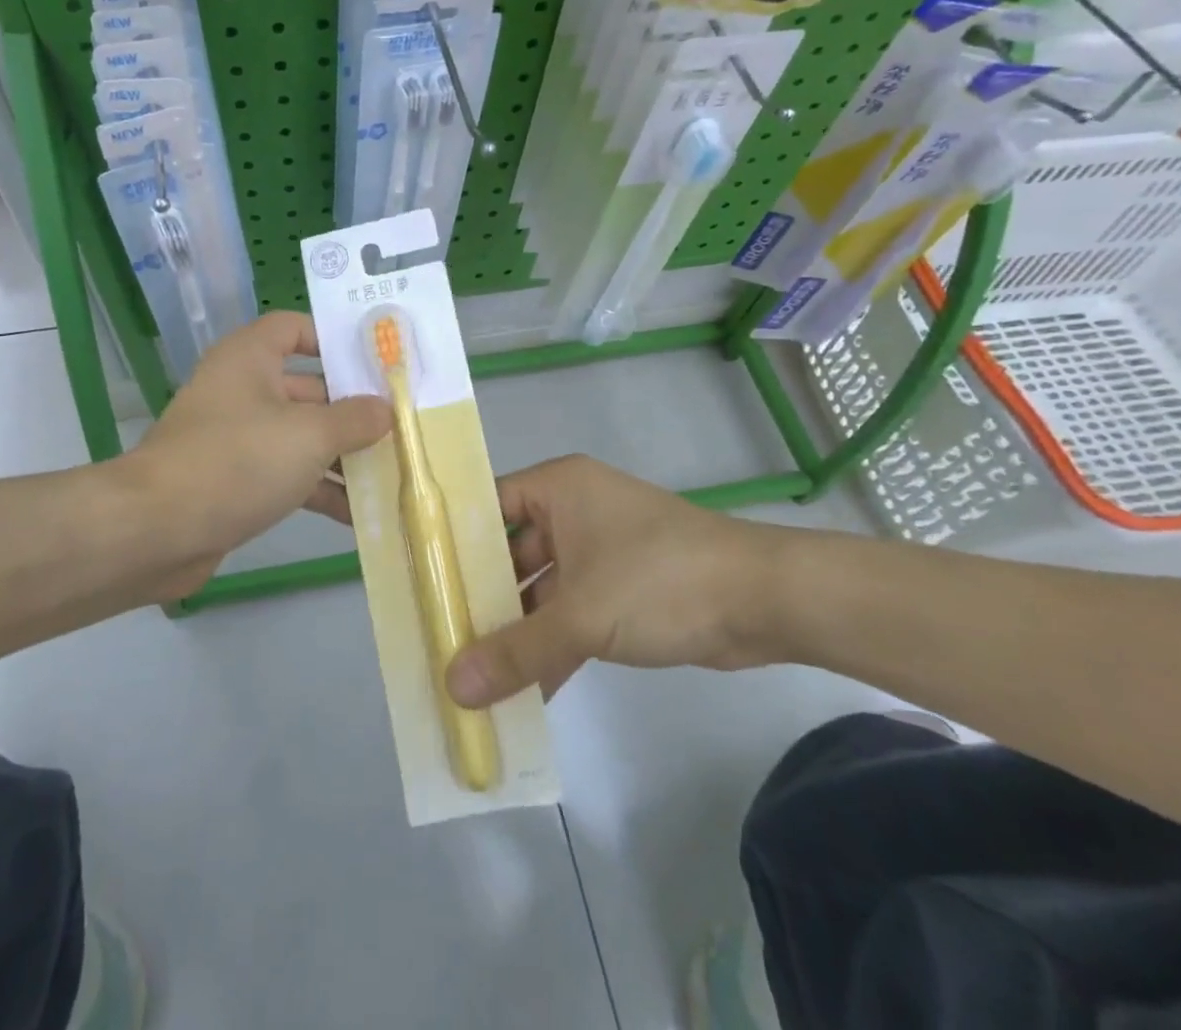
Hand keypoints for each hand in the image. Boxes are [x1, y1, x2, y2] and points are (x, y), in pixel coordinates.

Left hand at [123, 313, 392, 596]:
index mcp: (250, 358)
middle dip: (353, 409)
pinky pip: (288, 474)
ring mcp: (238, 437)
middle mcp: (242, 389)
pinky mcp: (236, 480)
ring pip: (301, 436)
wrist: (155, 532)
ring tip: (392, 473)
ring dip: (342, 455)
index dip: (334, 339)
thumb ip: (355, 419)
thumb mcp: (309, 435)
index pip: (295, 328)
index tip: (377, 362)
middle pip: (308, 387)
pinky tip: (358, 515)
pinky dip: (319, 488)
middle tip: (401, 424)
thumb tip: (386, 410)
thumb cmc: (237, 461)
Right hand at [445, 455, 783, 707]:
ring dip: (516, 630)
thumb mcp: (580, 616)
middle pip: (511, 552)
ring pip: (541, 589)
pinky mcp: (623, 589)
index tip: (416, 579)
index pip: (487, 504)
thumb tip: (452, 688)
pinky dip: (553, 647)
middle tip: (436, 634)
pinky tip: (524, 693)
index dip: (451, 540)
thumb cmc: (659, 579)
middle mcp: (573, 511)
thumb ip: (515, 651)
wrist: (764, 601)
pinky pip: (572, 614)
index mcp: (558, 488)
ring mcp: (599, 551)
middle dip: (480, 596)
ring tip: (470, 671)